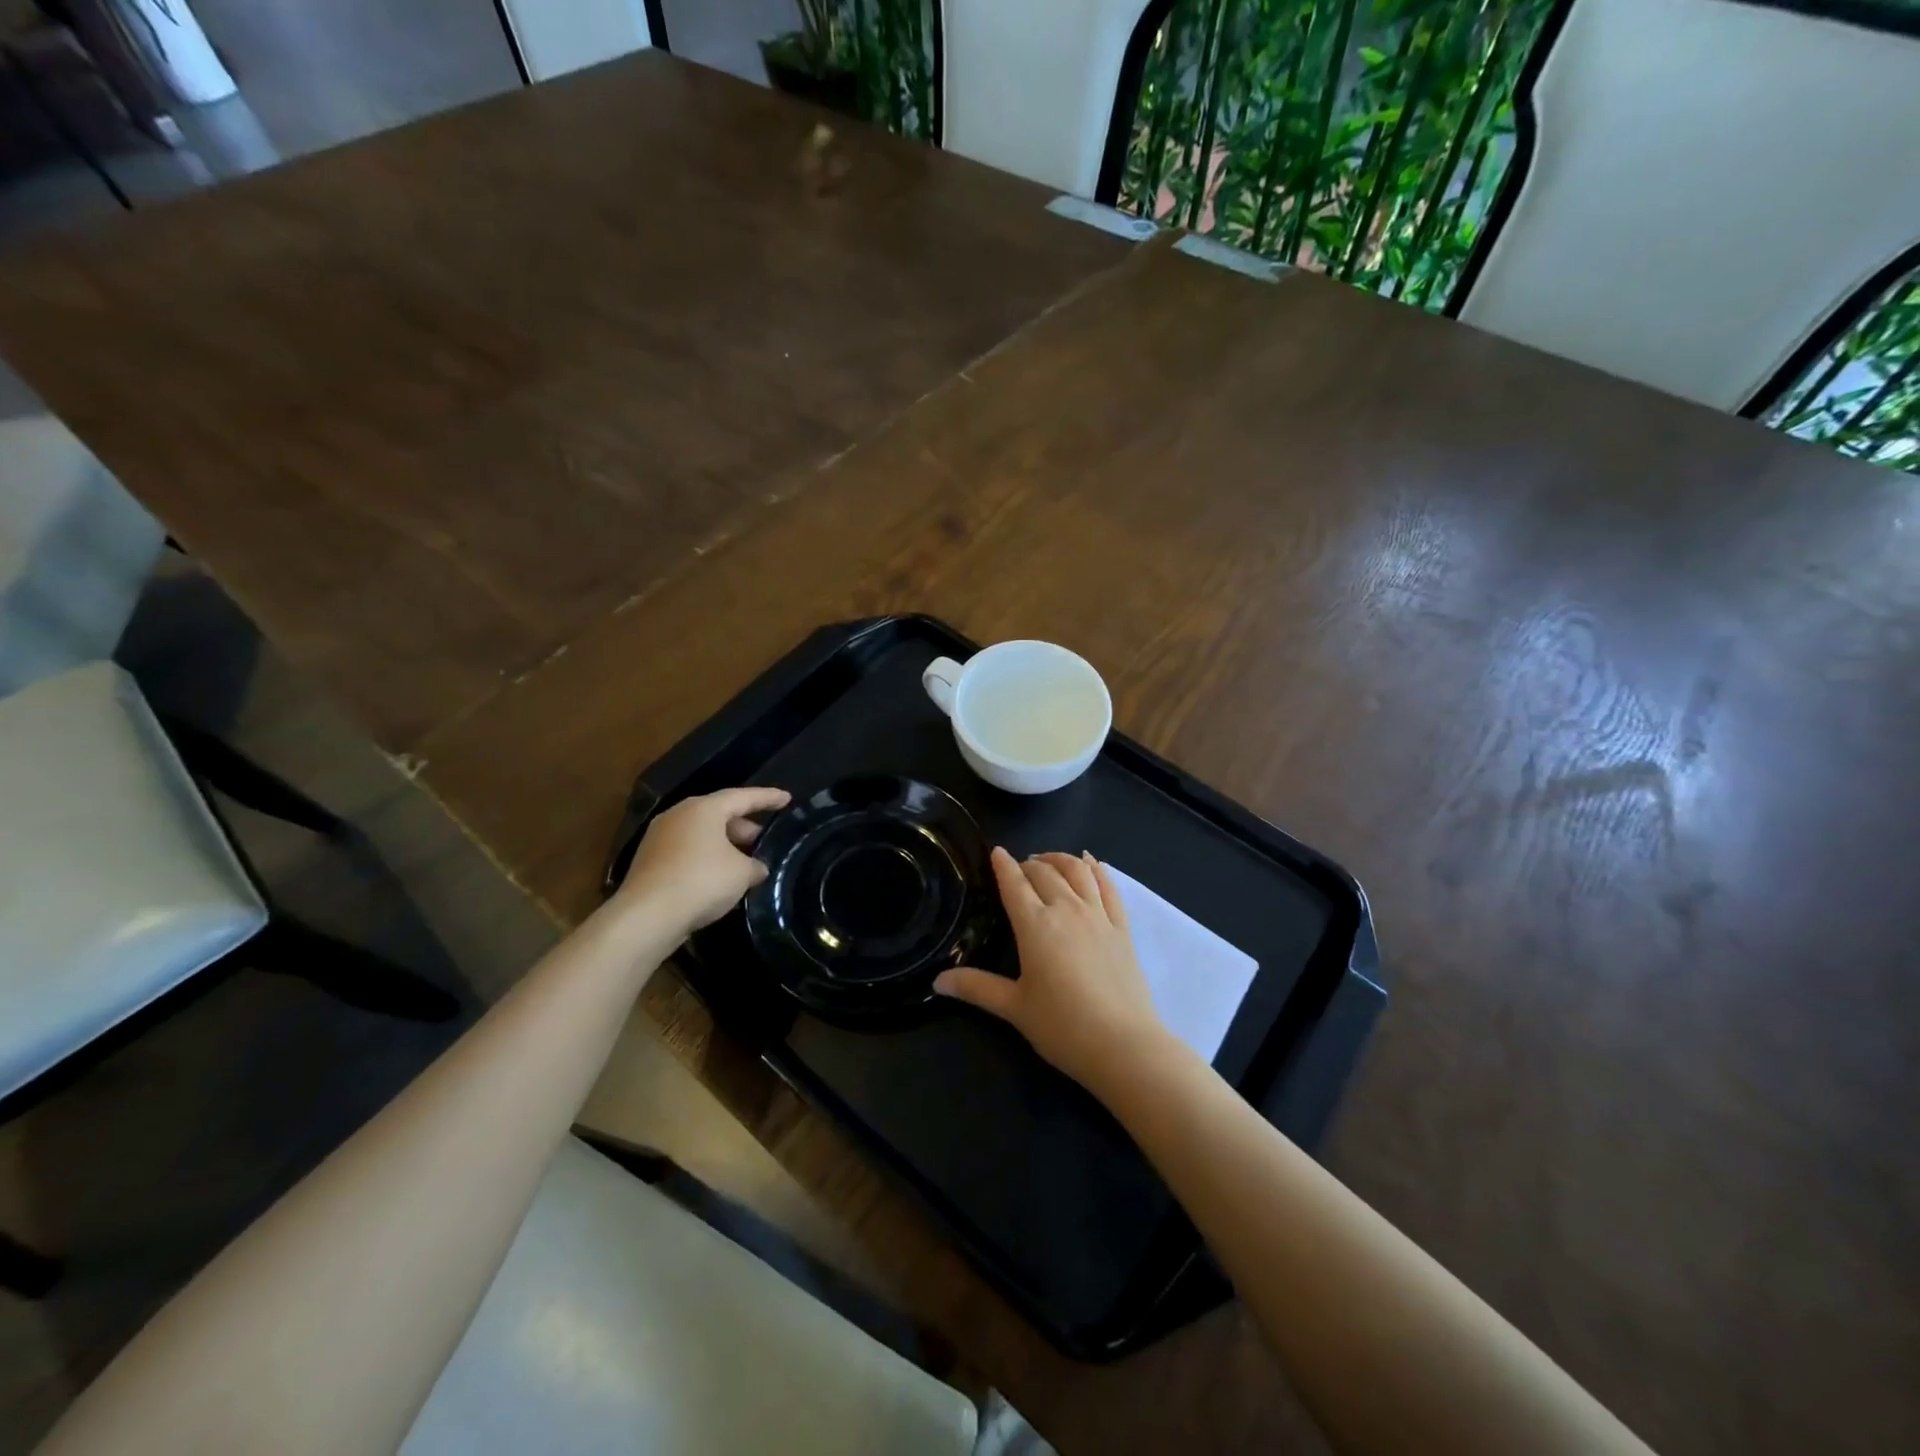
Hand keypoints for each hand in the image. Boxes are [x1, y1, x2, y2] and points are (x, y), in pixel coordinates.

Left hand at [618, 786, 790, 940]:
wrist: (647, 916)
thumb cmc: (701, 881)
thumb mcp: (742, 873)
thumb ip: (755, 865)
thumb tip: (757, 868)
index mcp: (703, 808)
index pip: (743, 797)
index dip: (768, 798)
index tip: (787, 798)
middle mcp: (679, 815)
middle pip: (719, 814)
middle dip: (744, 827)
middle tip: (764, 840)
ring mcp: (660, 838)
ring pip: (702, 834)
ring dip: (725, 845)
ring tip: (746, 862)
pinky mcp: (650, 861)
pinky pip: (688, 852)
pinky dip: (707, 859)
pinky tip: (721, 878)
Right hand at [936, 848, 1166, 1096]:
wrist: (1123, 1044)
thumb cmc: (1062, 1026)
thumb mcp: (1014, 1008)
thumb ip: (977, 988)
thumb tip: (937, 982)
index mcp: (1035, 925)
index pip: (1014, 884)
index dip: (1003, 865)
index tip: (996, 851)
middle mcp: (1066, 909)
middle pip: (1044, 872)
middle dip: (1028, 864)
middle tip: (1018, 868)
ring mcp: (1098, 915)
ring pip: (1077, 871)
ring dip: (1060, 859)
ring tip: (1048, 860)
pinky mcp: (1122, 927)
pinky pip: (1109, 886)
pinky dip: (1097, 869)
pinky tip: (1090, 863)